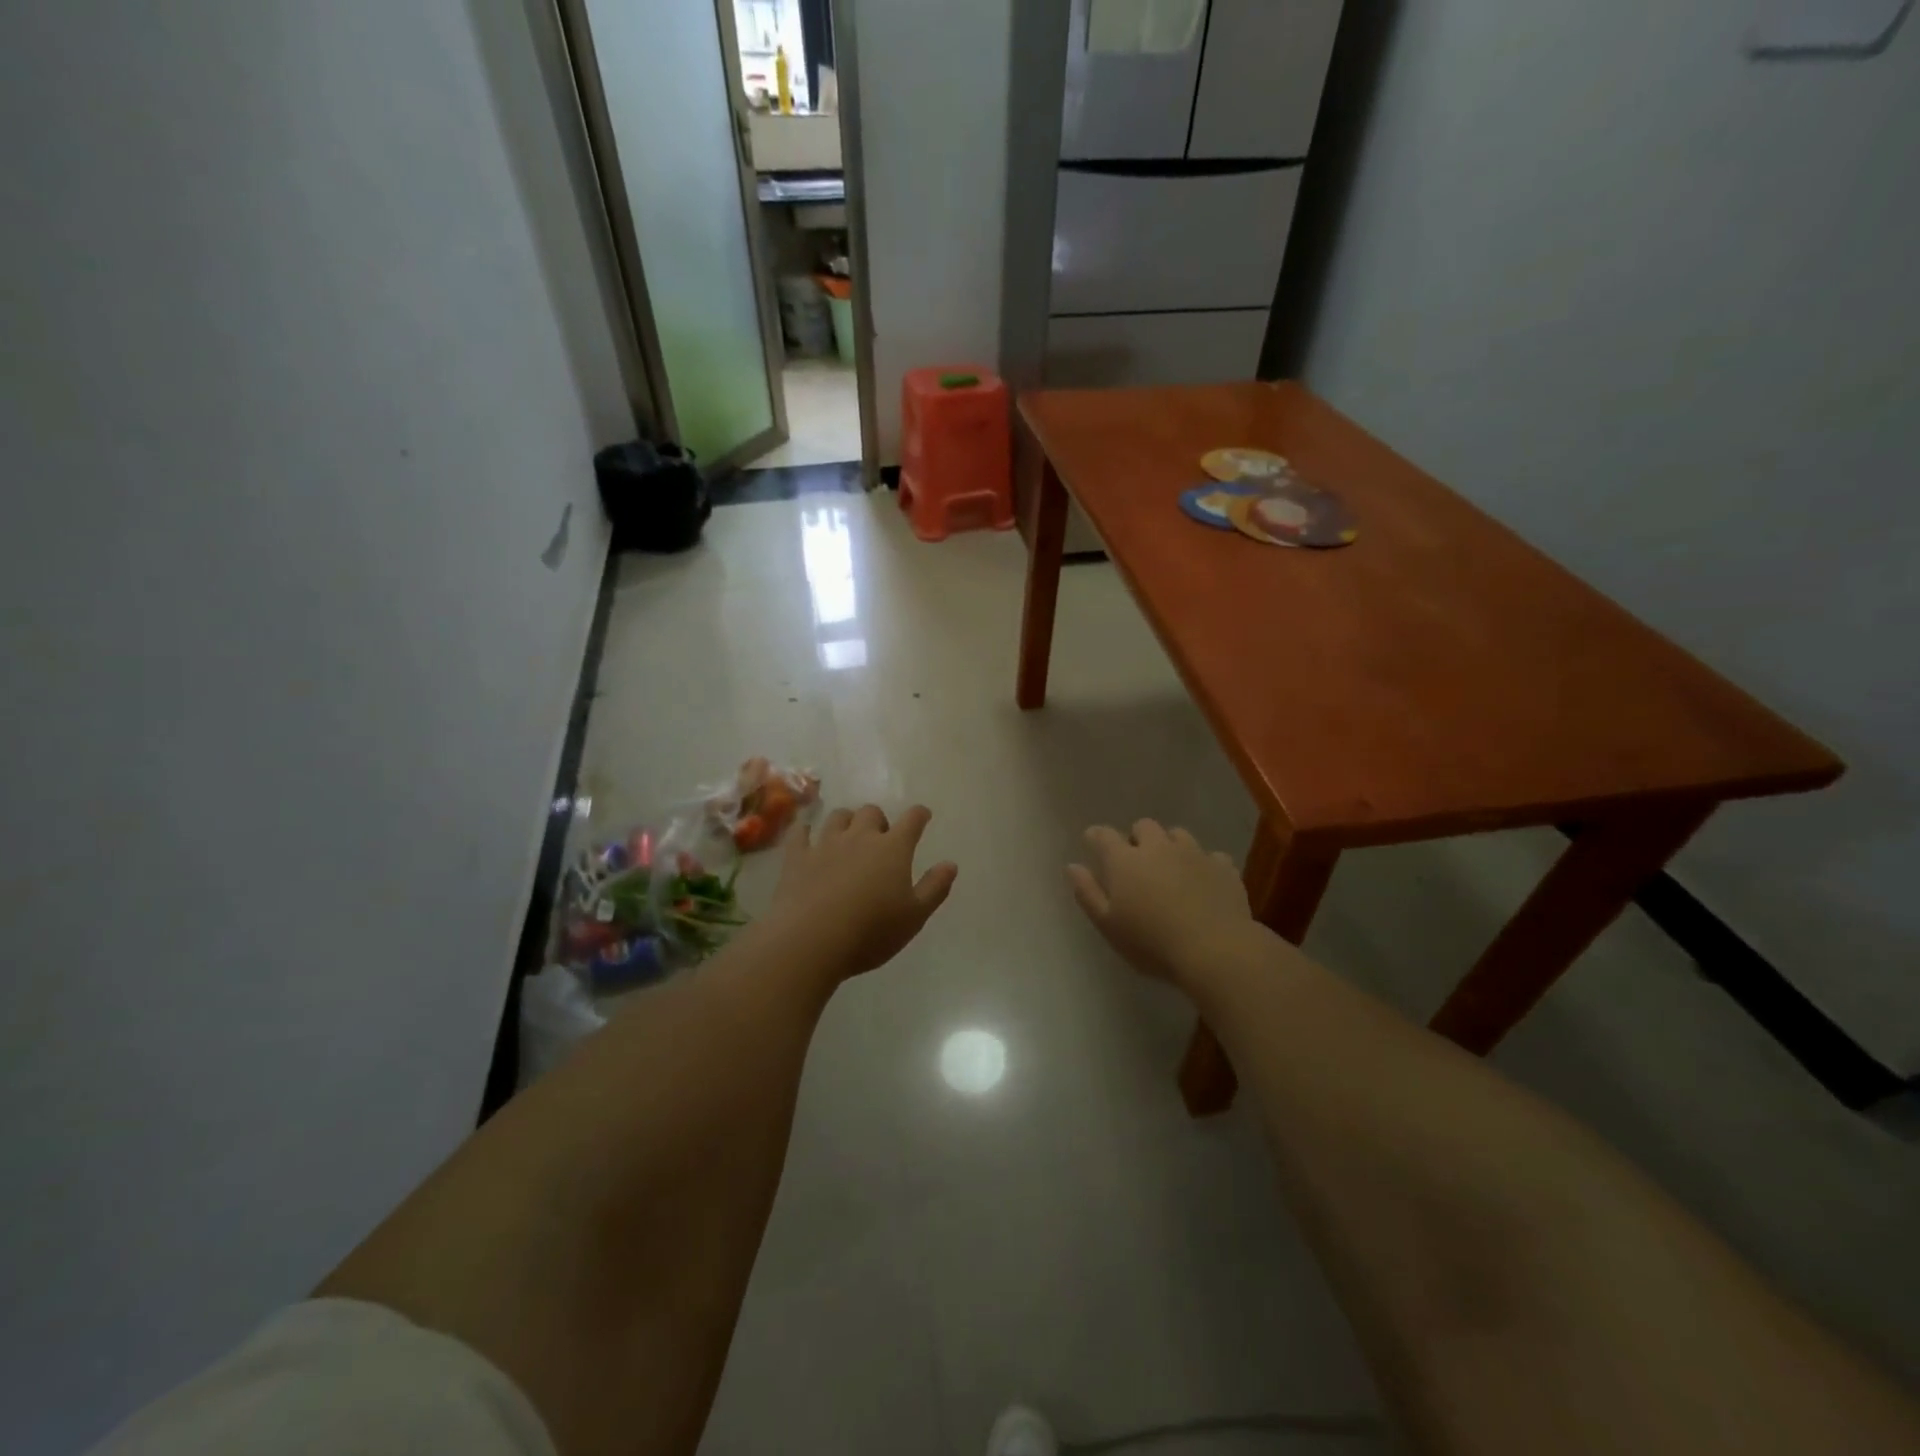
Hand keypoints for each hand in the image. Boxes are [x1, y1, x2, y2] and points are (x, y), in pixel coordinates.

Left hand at [764, 804, 957, 981]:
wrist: (811, 940)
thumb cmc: (871, 931)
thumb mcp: (914, 916)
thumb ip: (935, 888)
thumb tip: (950, 864)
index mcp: (893, 849)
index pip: (912, 820)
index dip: (919, 815)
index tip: (923, 815)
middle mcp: (860, 837)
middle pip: (871, 812)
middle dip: (879, 820)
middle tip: (881, 839)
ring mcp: (825, 844)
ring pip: (838, 817)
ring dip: (846, 821)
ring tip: (848, 836)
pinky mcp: (797, 858)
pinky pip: (801, 834)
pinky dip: (806, 831)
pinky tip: (807, 836)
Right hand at [1068, 819, 1259, 986]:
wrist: (1215, 950)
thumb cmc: (1151, 943)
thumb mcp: (1108, 925)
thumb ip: (1087, 893)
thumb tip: (1072, 866)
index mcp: (1125, 860)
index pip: (1103, 835)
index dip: (1096, 837)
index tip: (1093, 844)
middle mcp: (1158, 847)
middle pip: (1144, 826)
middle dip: (1137, 838)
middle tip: (1136, 862)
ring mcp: (1194, 854)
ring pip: (1178, 834)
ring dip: (1170, 845)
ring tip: (1171, 868)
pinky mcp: (1224, 867)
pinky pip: (1211, 856)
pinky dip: (1204, 865)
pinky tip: (1204, 882)